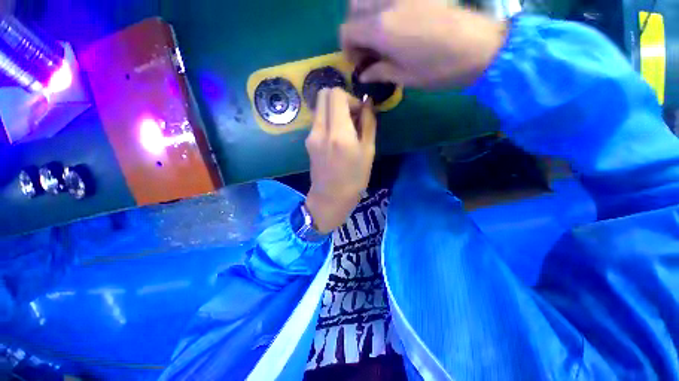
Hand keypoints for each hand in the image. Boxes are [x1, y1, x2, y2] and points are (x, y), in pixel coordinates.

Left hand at [305, 88, 376, 233]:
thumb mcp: (368, 151)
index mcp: (338, 132)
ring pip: (320, 107)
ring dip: (334, 110)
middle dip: (340, 99)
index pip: (336, 94)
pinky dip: (328, 120)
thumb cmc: (354, 179)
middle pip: (323, 94)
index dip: (350, 98)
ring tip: (346, 129)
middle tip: (352, 116)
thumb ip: (368, 123)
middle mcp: (320, 129)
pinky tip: (337, 137)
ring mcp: (311, 135)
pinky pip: (318, 121)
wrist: (330, 198)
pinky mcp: (308, 142)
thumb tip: (367, 103)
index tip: (359, 113)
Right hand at [341, 0, 506, 88]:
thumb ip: (379, 72)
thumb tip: (364, 74)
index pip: (347, 30)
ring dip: (366, 13)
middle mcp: (387, 3)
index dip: (347, 48)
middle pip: (354, 6)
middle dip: (354, 28)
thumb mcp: (405, 78)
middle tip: (367, 47)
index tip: (358, 62)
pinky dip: (383, 6)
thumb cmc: (439, 69)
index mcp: (381, 28)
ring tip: (378, 33)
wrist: (481, 47)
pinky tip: (394, 21)